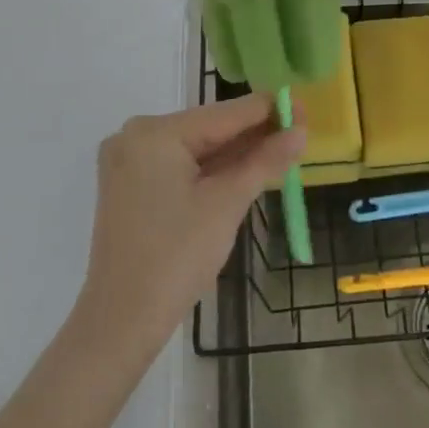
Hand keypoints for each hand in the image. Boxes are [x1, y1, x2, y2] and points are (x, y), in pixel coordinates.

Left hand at [73, 94, 305, 361]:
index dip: (269, 109)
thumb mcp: (227, 203)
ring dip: (239, 151)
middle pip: (210, 128)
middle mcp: (136, 136)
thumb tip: (301, 130)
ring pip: (198, 148)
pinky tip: (250, 166)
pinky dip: (214, 169)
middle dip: (256, 132)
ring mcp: (130, 161)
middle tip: (302, 131)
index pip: (225, 113)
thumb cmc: (177, 256)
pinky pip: (183, 165)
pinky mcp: (133, 185)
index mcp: (155, 132)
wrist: (122, 320)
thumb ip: (265, 160)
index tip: (306, 107)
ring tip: (285, 147)